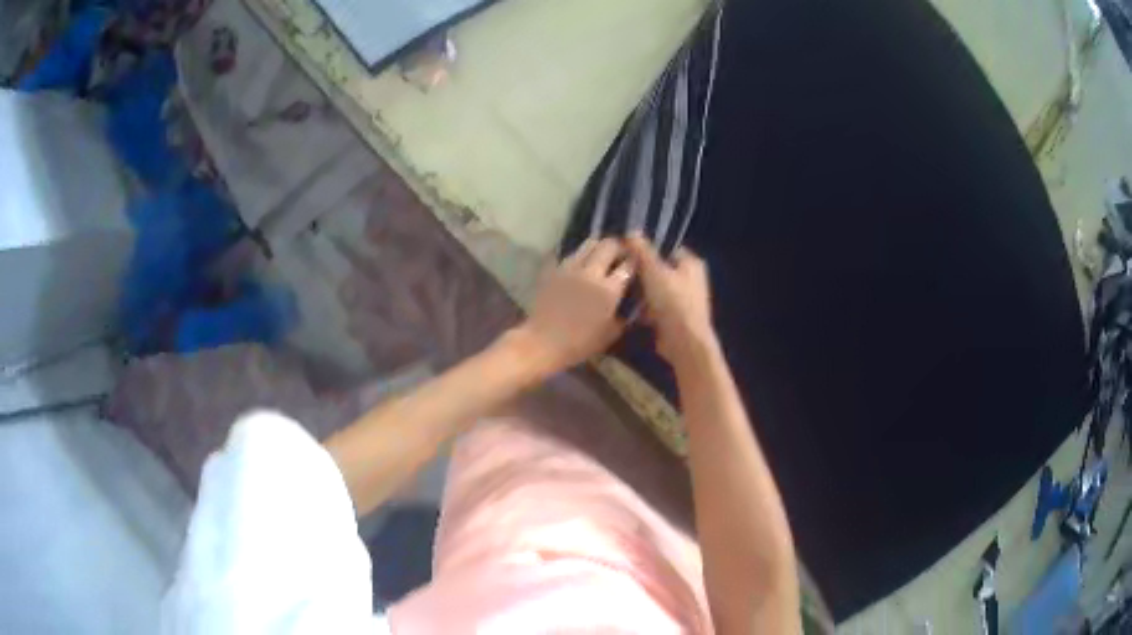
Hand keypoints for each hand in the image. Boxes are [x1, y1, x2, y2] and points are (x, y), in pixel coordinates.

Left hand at [513, 238, 633, 372]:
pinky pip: (571, 253)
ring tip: (600, 257)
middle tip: (619, 256)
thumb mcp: (611, 334)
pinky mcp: (554, 268)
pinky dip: (580, 255)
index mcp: (609, 289)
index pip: (628, 264)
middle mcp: (591, 272)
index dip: (635, 261)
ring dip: (598, 247)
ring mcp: (570, 267)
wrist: (542, 343)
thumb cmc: (580, 344)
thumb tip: (632, 302)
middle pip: (609, 245)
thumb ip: (625, 314)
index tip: (636, 264)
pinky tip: (580, 266)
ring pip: (589, 243)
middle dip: (618, 247)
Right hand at [626, 235, 714, 364]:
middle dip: (641, 272)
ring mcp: (685, 300)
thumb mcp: (654, 271)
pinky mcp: (676, 318)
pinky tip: (629, 311)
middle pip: (660, 269)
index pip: (667, 247)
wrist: (684, 342)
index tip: (627, 253)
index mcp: (691, 263)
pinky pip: (656, 307)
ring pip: (657, 289)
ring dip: (641, 292)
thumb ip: (642, 251)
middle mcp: (691, 279)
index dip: (647, 249)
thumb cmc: (672, 301)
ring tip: (621, 290)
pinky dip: (645, 309)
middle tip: (621, 272)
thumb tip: (631, 231)